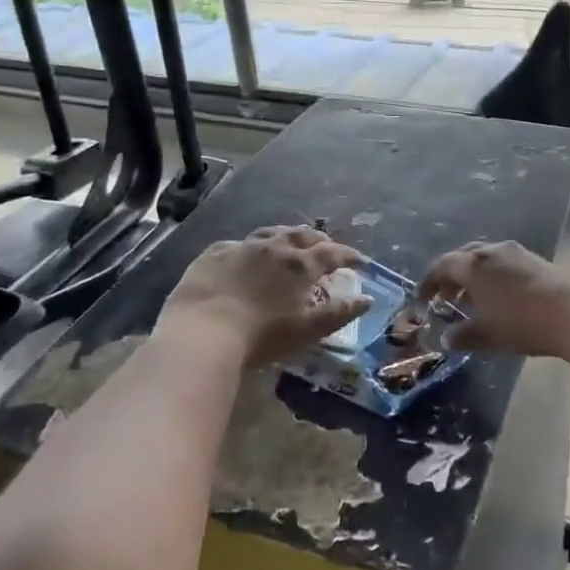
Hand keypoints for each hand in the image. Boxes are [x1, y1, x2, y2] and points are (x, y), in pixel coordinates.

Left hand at [161, 226, 368, 367]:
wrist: (202, 332)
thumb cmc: (262, 336)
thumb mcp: (307, 330)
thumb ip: (339, 313)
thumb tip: (366, 299)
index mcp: (300, 265)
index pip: (332, 253)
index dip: (348, 255)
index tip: (359, 260)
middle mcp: (274, 247)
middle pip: (302, 235)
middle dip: (319, 240)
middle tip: (326, 247)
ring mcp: (242, 247)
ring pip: (270, 233)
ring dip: (286, 237)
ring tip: (290, 244)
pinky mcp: (214, 254)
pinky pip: (238, 244)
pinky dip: (251, 248)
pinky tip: (247, 255)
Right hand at [419, 240, 569, 357]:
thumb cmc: (523, 323)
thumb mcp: (488, 335)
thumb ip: (463, 336)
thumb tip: (447, 338)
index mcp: (473, 266)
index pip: (442, 266)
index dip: (428, 282)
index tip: (423, 299)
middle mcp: (492, 251)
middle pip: (463, 257)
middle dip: (451, 276)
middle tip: (447, 296)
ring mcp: (516, 252)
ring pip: (485, 258)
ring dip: (474, 275)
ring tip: (474, 298)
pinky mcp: (536, 259)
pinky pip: (504, 262)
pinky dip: (493, 275)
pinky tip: (500, 296)